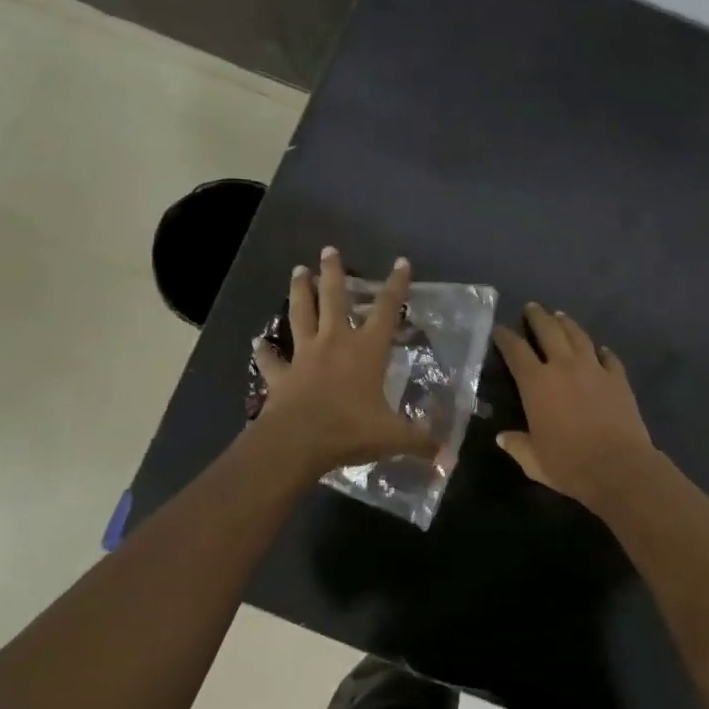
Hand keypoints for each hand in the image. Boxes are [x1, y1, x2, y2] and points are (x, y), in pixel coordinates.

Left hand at [251, 248, 438, 476]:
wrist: (297, 442)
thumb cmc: (349, 430)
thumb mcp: (393, 437)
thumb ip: (421, 442)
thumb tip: (449, 459)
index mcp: (366, 350)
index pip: (386, 310)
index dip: (396, 285)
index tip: (401, 262)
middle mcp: (335, 343)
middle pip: (334, 299)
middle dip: (333, 272)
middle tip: (329, 249)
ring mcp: (304, 356)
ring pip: (301, 315)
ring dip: (299, 291)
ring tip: (297, 270)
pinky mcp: (281, 376)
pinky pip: (271, 359)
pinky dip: (265, 351)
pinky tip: (259, 343)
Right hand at [492, 302, 656, 508]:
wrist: (618, 466)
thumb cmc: (568, 464)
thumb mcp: (533, 460)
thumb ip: (517, 445)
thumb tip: (503, 437)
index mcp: (536, 384)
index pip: (516, 351)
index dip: (506, 337)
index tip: (499, 329)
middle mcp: (564, 367)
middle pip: (549, 331)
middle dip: (538, 317)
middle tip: (532, 307)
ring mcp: (594, 369)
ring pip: (579, 336)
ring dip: (567, 324)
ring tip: (560, 316)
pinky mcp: (618, 378)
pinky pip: (609, 357)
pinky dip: (601, 351)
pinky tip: (600, 349)